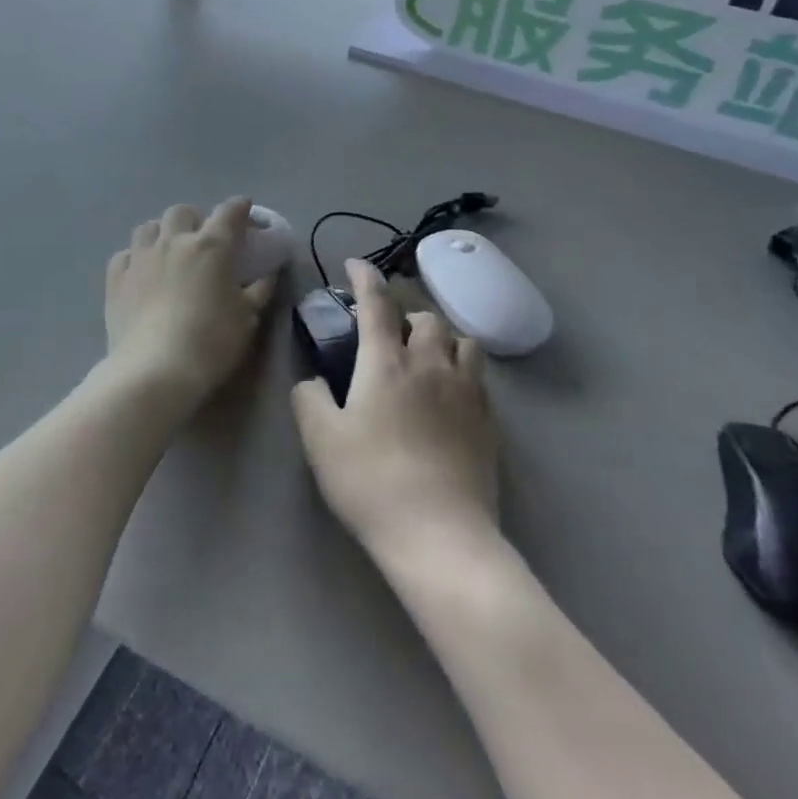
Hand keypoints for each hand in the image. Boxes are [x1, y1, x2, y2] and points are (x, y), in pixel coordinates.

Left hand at [105, 198, 275, 405]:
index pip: (229, 213)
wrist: (154, 370)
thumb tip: (268, 274)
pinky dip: (136, 258)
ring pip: (148, 227)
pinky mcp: (116, 278)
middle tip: (202, 238)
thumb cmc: (210, 342)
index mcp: (211, 246)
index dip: (239, 207)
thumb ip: (259, 291)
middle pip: (182, 212)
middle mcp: (174, 241)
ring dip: (162, 232)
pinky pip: (125, 254)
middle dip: (195, 218)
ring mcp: (140, 257)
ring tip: (168, 250)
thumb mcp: (247, 318)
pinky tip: (141, 273)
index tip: (245, 209)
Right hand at [291, 259, 499, 566]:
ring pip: (462, 341)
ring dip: (442, 338)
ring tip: (428, 355)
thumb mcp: (320, 441)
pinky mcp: (488, 420)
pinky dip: (462, 368)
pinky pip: (479, 375)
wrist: (439, 534)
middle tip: (390, 332)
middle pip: (427, 317)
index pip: (377, 304)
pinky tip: (450, 391)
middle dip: (407, 314)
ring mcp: (465, 390)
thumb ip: (309, 400)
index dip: (365, 278)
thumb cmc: (371, 482)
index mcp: (387, 363)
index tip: (355, 264)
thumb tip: (313, 381)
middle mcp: (430, 364)